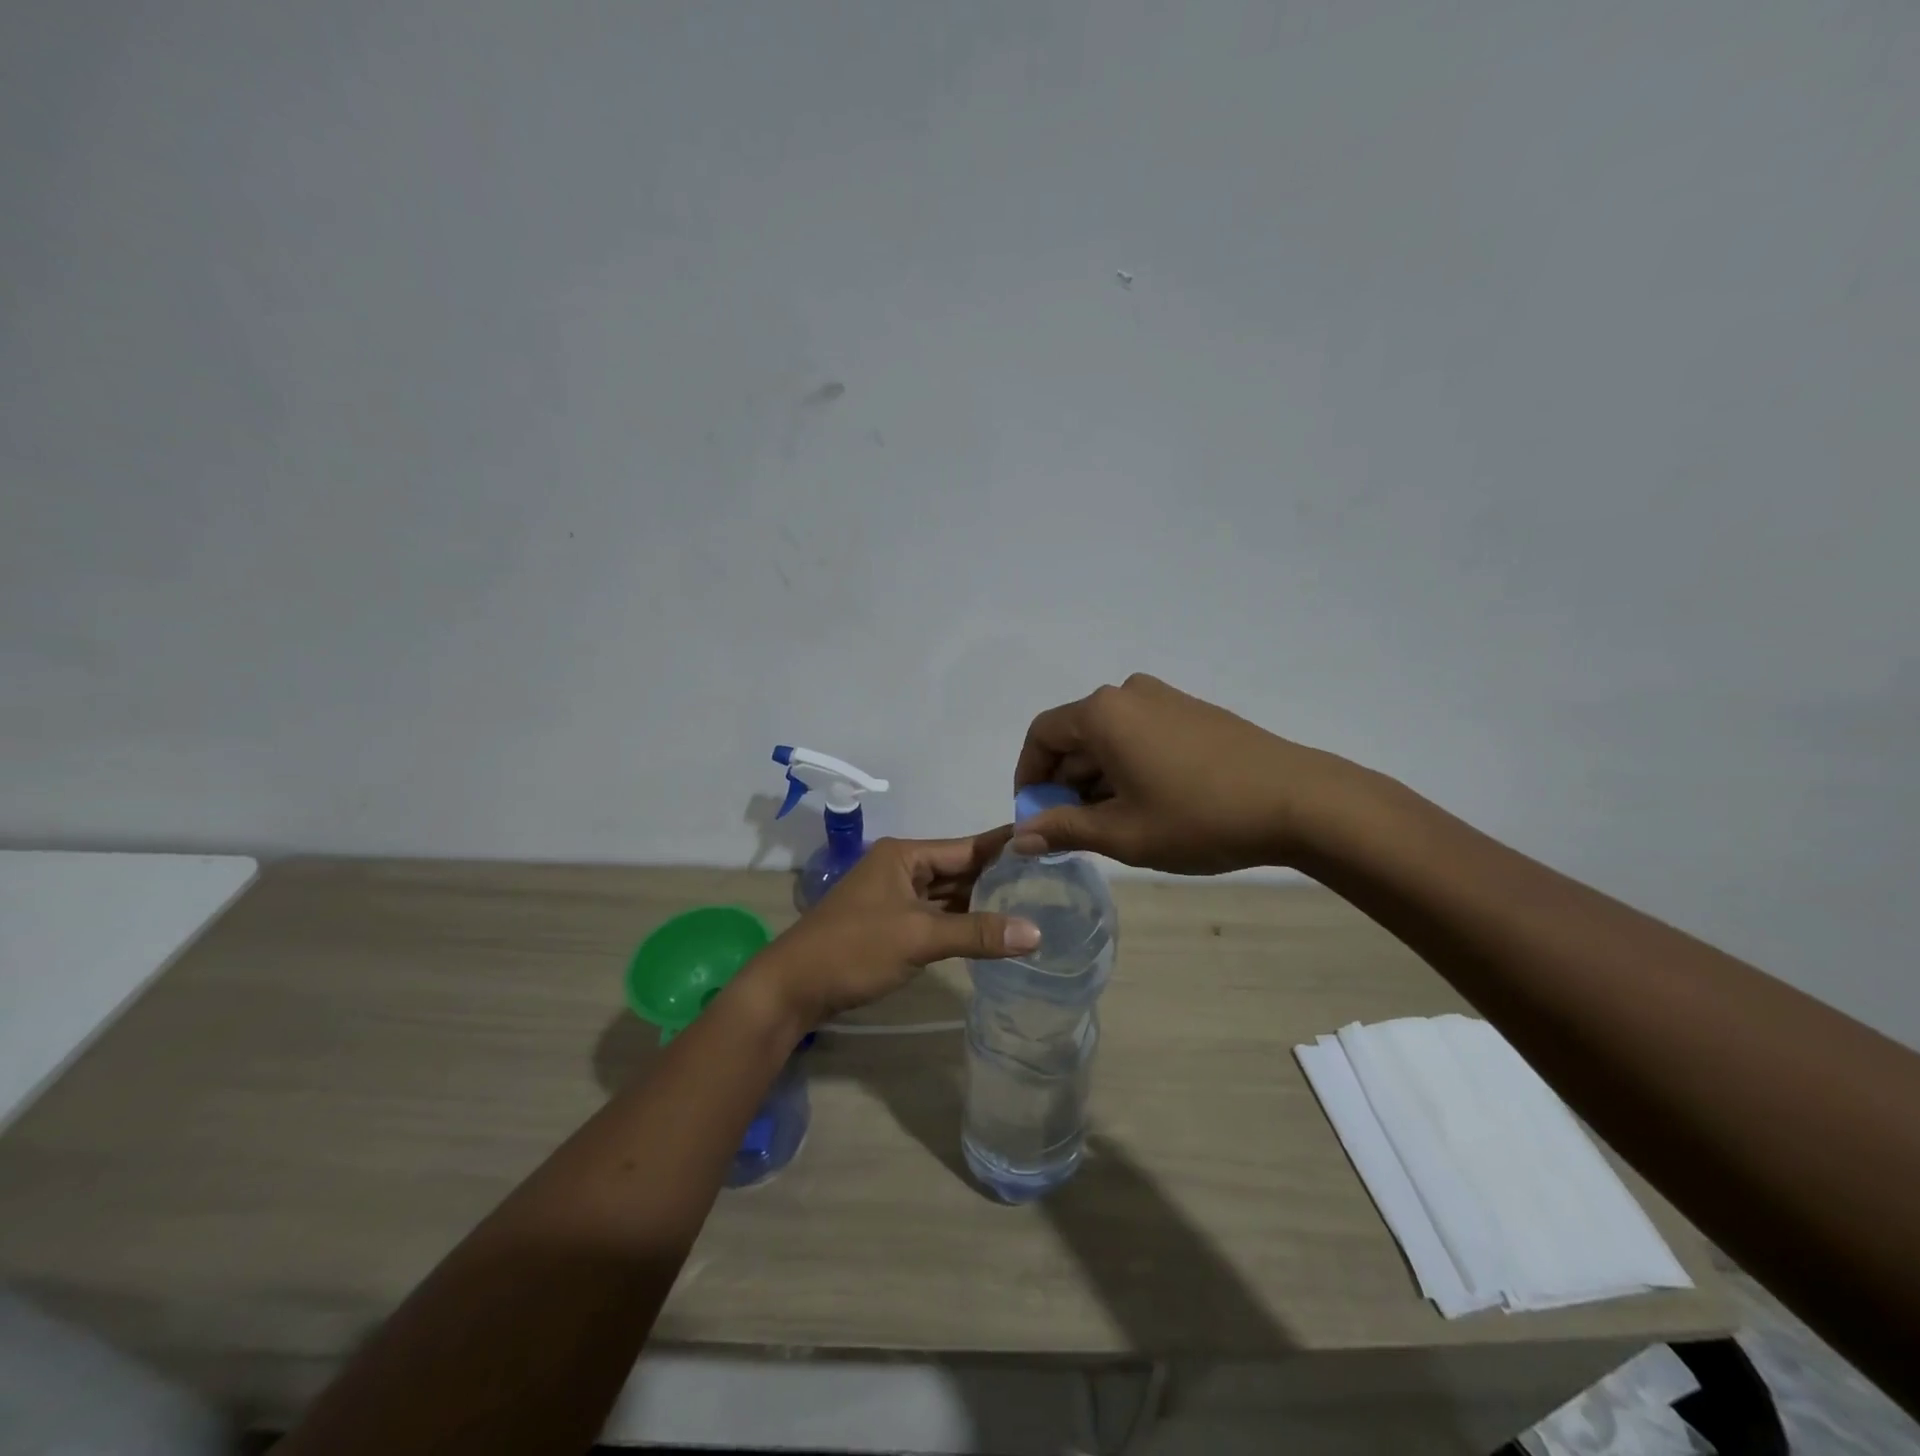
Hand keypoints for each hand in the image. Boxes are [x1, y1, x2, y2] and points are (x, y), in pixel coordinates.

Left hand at [748, 831, 1039, 1028]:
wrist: (792, 988)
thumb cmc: (854, 949)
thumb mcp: (919, 937)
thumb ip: (977, 933)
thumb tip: (1037, 933)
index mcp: (905, 855)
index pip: (967, 847)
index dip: (1006, 848)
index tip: (1048, 844)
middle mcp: (902, 868)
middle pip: (960, 869)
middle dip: (1000, 878)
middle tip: (1052, 881)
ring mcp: (896, 897)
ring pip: (949, 894)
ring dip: (983, 902)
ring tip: (1034, 904)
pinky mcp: (892, 924)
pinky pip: (936, 915)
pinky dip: (962, 922)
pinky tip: (993, 930)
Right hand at [1013, 673, 1362, 872]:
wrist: (1298, 801)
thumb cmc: (1199, 817)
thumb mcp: (1122, 833)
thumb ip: (1063, 829)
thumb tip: (1019, 836)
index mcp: (1103, 713)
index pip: (1042, 736)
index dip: (1028, 776)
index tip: (1033, 815)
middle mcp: (1128, 694)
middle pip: (1075, 734)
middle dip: (1063, 781)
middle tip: (1069, 828)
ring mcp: (1165, 699)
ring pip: (1109, 737)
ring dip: (1096, 777)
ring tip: (1109, 824)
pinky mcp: (1193, 712)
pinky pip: (1140, 734)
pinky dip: (1127, 766)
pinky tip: (1145, 804)